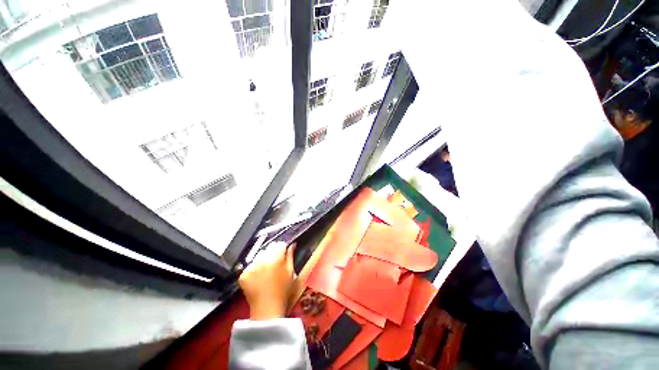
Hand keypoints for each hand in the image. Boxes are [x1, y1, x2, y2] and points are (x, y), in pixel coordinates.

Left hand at [239, 242, 295, 319]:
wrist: (267, 310)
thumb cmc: (283, 291)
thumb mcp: (291, 272)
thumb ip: (290, 256)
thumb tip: (292, 244)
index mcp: (276, 258)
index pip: (280, 244)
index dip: (283, 249)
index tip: (283, 255)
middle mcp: (262, 260)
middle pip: (268, 248)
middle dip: (272, 253)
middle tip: (275, 263)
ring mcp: (251, 267)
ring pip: (258, 255)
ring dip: (262, 260)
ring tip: (266, 270)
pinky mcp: (243, 275)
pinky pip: (250, 265)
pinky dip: (254, 269)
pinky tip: (258, 277)